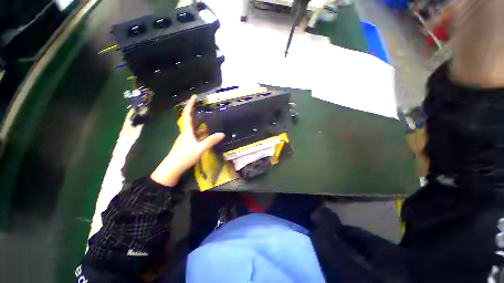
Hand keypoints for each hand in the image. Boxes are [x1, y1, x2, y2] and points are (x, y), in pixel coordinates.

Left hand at [151, 95, 224, 185]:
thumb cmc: (184, 157)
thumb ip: (210, 141)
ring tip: (206, 117)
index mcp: (186, 131)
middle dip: (193, 110)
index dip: (190, 105)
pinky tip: (204, 133)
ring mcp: (184, 139)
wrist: (172, 169)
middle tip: (201, 105)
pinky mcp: (185, 144)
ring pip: (191, 127)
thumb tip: (222, 134)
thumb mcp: (199, 149)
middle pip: (188, 119)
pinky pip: (193, 134)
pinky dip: (199, 130)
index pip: (187, 115)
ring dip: (197, 121)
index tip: (194, 96)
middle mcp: (184, 133)